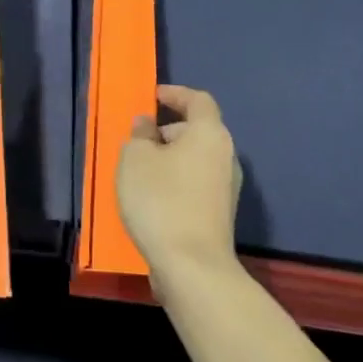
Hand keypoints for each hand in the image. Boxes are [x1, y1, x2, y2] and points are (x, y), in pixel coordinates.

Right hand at [117, 84, 241, 285]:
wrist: (193, 267)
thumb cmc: (161, 200)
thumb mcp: (135, 158)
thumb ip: (139, 134)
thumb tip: (147, 125)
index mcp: (209, 134)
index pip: (198, 100)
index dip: (176, 94)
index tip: (153, 96)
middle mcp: (226, 156)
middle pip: (199, 130)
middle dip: (169, 129)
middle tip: (140, 138)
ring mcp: (227, 188)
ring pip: (197, 158)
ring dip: (172, 157)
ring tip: (142, 169)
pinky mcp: (221, 214)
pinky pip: (197, 182)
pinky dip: (178, 179)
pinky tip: (154, 196)